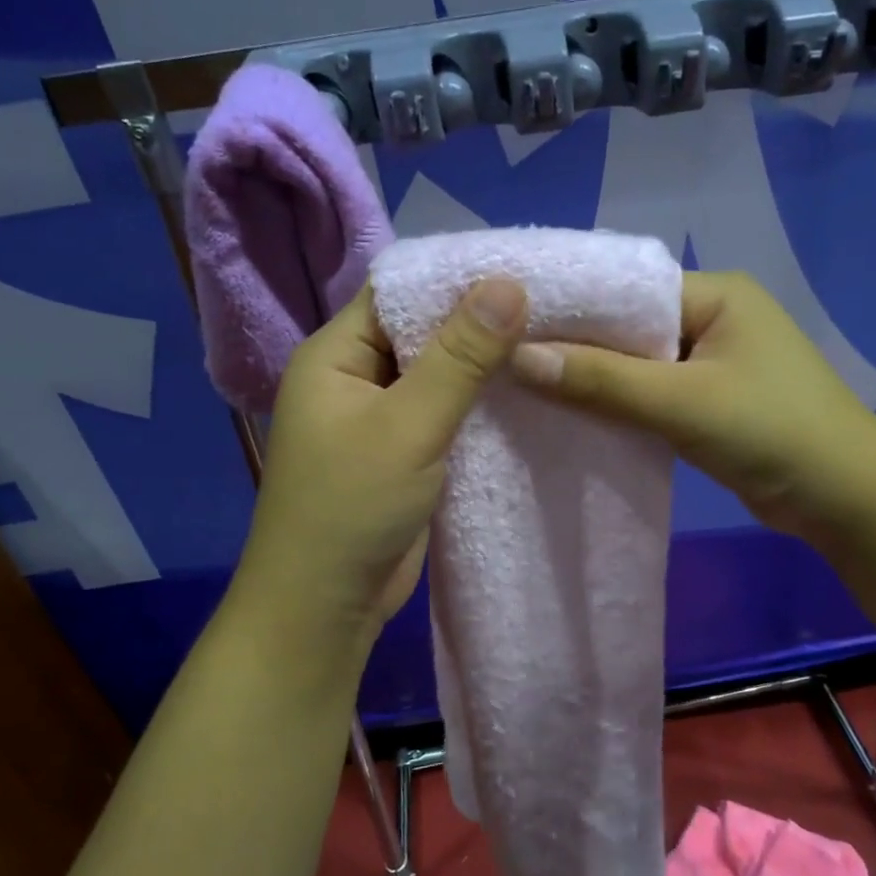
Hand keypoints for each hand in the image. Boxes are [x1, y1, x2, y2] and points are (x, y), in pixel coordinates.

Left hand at [231, 277, 528, 651]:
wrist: (326, 605)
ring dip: (483, 367)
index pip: (398, 292)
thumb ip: (459, 357)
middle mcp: (354, 377)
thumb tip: (508, 283)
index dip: (456, 278)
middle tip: (550, 307)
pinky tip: (526, 398)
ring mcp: (379, 418)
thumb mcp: (408, 425)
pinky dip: (478, 407)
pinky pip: (444, 415)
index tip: (522, 270)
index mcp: (335, 354)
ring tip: (549, 343)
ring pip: (437, 375)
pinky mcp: (403, 454)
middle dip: (478, 322)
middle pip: (421, 331)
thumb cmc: (352, 507)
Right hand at [510, 270, 875, 547]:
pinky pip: (652, 394)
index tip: (510, 326)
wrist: (845, 498)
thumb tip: (517, 357)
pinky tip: (574, 416)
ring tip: (527, 388)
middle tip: (508, 361)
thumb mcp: (683, 403)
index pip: (627, 289)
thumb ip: (602, 380)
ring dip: (596, 380)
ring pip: (637, 365)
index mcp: (716, 294)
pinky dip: (619, 405)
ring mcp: (713, 362)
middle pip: (629, 327)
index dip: (572, 308)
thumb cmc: (772, 432)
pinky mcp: (710, 402)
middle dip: (578, 347)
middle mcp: (713, 318)